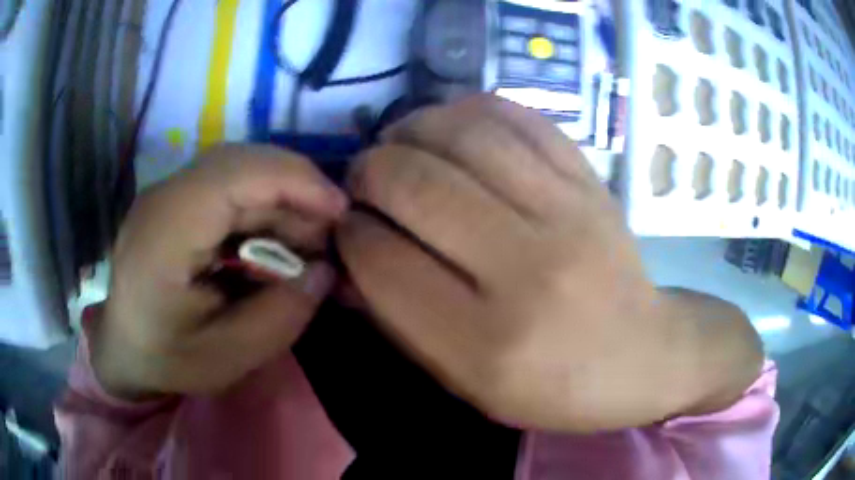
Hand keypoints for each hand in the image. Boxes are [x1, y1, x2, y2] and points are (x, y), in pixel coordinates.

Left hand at [92, 145, 347, 398]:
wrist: (124, 348)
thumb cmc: (167, 359)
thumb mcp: (229, 357)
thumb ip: (281, 316)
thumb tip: (324, 271)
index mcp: (163, 235)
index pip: (233, 175)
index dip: (294, 181)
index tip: (340, 212)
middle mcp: (162, 198)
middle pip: (240, 162)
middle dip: (296, 187)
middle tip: (330, 229)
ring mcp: (167, 193)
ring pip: (238, 169)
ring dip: (281, 197)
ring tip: (308, 240)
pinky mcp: (176, 199)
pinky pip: (229, 185)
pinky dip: (263, 205)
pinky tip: (276, 239)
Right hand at [337, 96, 759, 431]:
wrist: (644, 357)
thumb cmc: (555, 387)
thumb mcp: (469, 384)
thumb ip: (402, 321)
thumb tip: (350, 253)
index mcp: (486, 343)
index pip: (382, 261)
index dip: (350, 233)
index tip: (348, 227)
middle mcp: (527, 270)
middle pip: (416, 185)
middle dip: (369, 172)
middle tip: (363, 179)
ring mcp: (568, 214)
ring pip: (464, 135)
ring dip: (412, 129)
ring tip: (399, 143)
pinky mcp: (591, 181)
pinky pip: (520, 118)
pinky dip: (470, 110)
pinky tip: (451, 126)